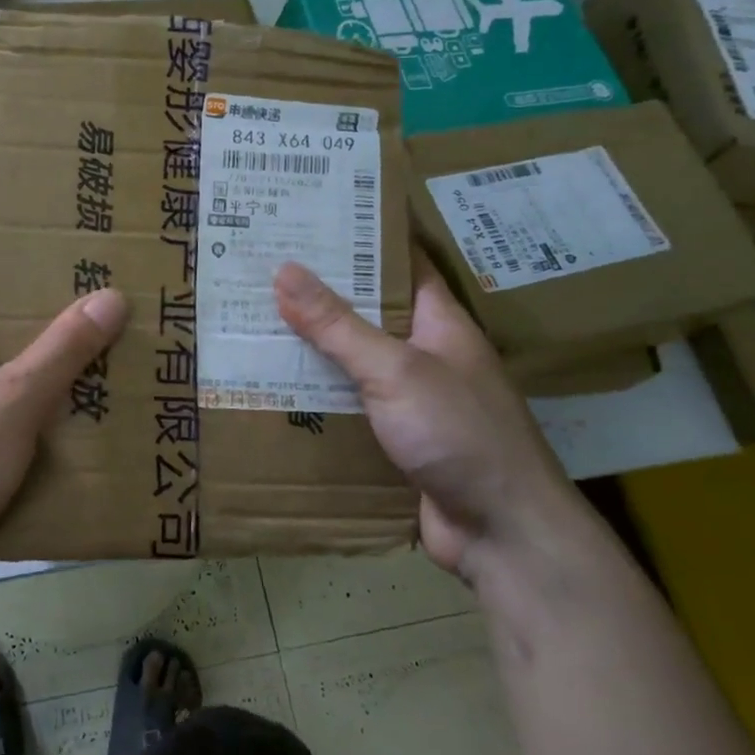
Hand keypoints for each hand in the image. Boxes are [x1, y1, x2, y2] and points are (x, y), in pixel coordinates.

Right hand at [274, 256, 571, 579]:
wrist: (503, 535)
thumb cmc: (460, 434)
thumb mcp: (395, 370)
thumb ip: (339, 324)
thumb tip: (285, 270)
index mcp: (439, 322)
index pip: (398, 262)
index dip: (357, 237)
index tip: (306, 219)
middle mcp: (424, 353)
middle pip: (366, 311)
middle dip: (318, 293)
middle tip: (259, 269)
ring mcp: (409, 398)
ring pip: (351, 360)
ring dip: (311, 346)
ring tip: (251, 319)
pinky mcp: (393, 438)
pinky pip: (348, 403)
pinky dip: (316, 393)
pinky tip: (272, 385)